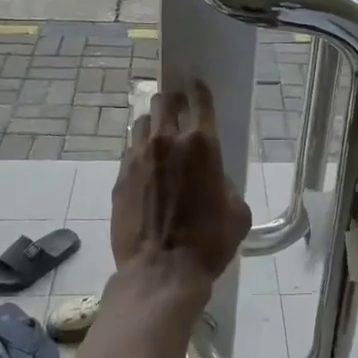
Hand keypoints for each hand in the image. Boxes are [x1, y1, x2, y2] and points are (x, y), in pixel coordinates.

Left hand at [112, 81, 250, 294]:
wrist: (161, 273)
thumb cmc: (208, 243)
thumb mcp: (238, 213)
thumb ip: (226, 186)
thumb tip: (214, 182)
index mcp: (203, 145)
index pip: (200, 101)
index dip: (199, 89)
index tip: (196, 85)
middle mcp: (168, 142)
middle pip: (164, 101)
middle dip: (172, 100)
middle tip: (178, 109)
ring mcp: (138, 158)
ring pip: (142, 122)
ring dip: (153, 124)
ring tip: (159, 137)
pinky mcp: (119, 177)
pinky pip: (130, 151)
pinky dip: (140, 152)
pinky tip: (146, 168)